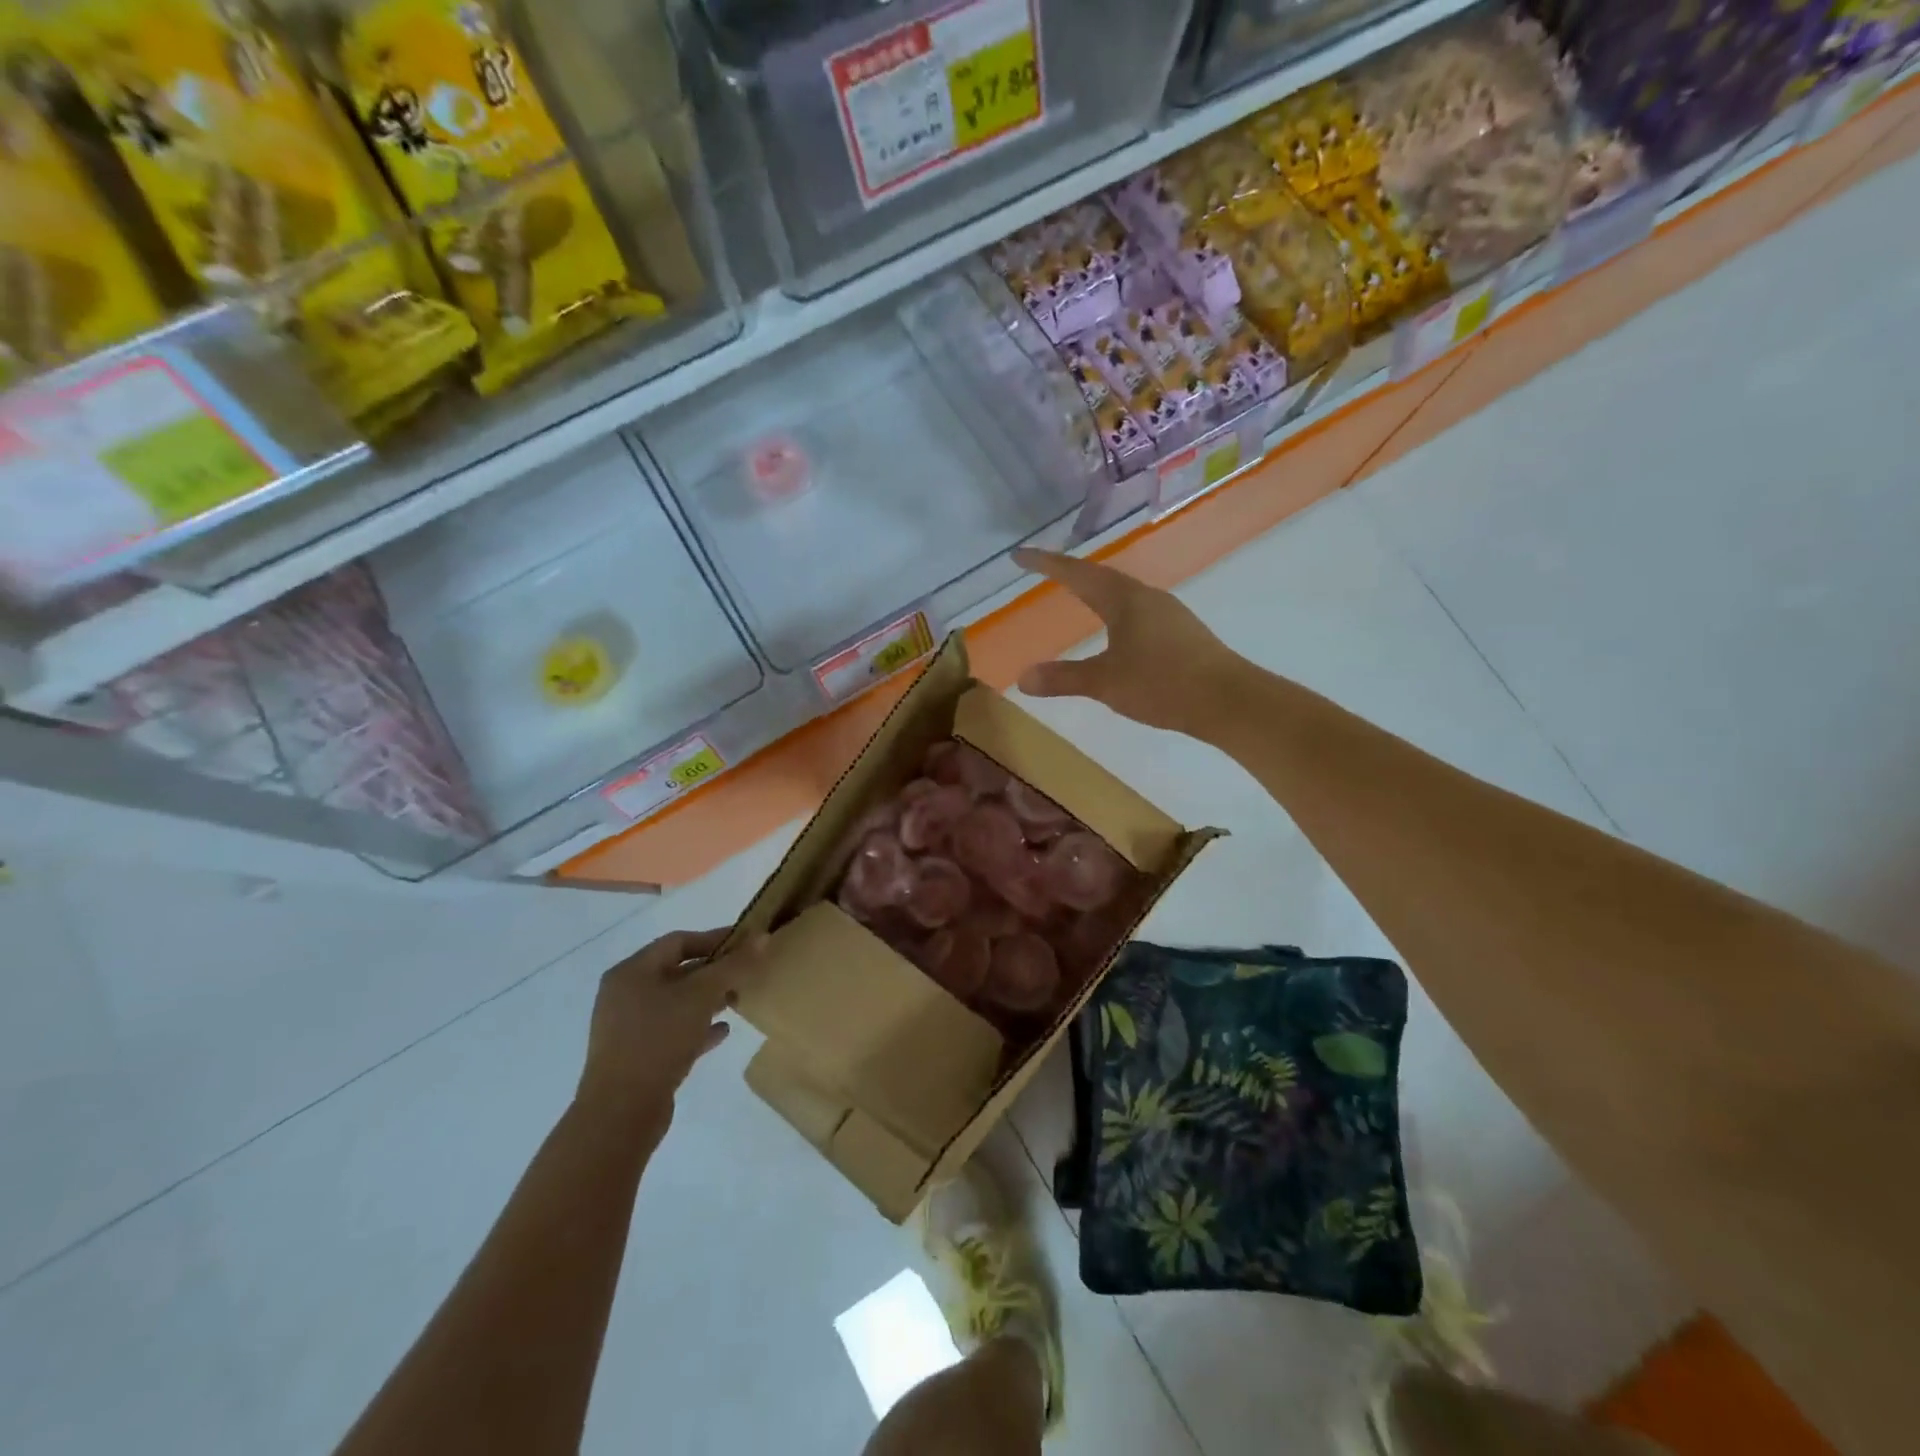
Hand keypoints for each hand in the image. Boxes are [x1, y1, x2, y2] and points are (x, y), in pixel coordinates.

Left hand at [576, 928, 753, 1136]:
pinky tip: (723, 1031)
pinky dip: (697, 1027)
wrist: (621, 1112)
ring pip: (676, 1003)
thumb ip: (733, 966)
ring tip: (739, 1000)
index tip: (747, 943)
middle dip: (714, 971)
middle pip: (677, 972)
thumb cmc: (658, 1039)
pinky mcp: (637, 1056)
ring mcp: (628, 1027)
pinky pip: (672, 1031)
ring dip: (708, 1000)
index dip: (714, 938)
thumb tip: (762, 937)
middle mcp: (625, 995)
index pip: (678, 941)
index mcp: (631, 972)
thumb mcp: (701, 996)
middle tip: (747, 973)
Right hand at [1011, 548, 1237, 736]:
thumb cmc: (1162, 683)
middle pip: (1101, 577)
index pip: (1076, 574)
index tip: (1020, 555)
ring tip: (1079, 595)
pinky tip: (1118, 628)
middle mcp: (1147, 597)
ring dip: (1097, 590)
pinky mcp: (1182, 632)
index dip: (1045, 564)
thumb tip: (1022, 678)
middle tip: (1045, 571)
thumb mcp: (1105, 682)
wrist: (1227, 699)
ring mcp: (1168, 613)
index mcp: (1124, 600)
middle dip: (1070, 573)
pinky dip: (1116, 610)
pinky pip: (1138, 610)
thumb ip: (1063, 678)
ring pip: (1123, 593)